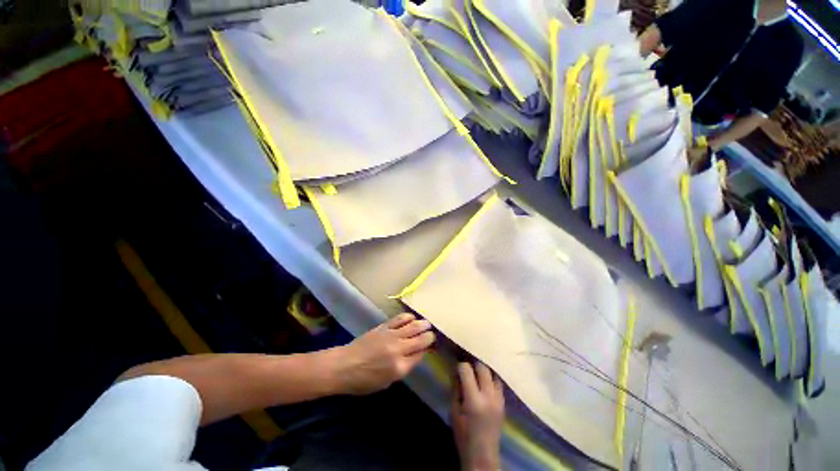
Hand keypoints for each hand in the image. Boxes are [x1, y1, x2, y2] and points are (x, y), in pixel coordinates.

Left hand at [331, 313, 434, 394]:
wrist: (344, 366)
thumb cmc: (364, 381)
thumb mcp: (387, 382)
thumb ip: (404, 368)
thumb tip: (416, 354)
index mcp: (400, 367)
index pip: (420, 354)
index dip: (428, 349)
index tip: (431, 347)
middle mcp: (398, 349)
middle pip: (420, 339)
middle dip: (429, 336)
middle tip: (432, 334)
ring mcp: (391, 335)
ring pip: (413, 326)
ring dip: (423, 324)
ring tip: (427, 324)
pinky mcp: (384, 326)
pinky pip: (400, 319)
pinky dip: (409, 317)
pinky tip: (412, 318)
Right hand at [452, 362, 504, 470]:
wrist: (482, 455)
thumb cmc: (463, 434)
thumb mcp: (453, 410)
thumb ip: (456, 388)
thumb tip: (456, 370)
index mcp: (474, 400)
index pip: (467, 370)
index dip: (460, 366)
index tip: (456, 368)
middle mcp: (489, 396)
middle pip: (482, 367)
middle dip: (473, 364)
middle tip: (467, 367)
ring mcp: (499, 399)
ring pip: (492, 373)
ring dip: (483, 370)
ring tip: (476, 373)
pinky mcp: (504, 403)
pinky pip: (498, 383)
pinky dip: (491, 379)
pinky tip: (485, 382)